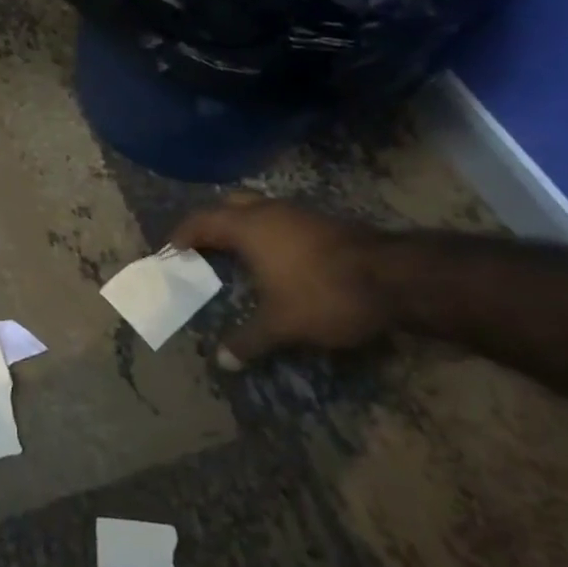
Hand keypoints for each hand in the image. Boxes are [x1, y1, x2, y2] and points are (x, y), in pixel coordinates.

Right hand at [170, 197, 393, 368]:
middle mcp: (268, 211)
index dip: (182, 235)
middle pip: (228, 205)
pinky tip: (276, 259)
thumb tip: (221, 362)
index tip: (171, 251)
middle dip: (212, 223)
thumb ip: (248, 341)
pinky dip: (269, 234)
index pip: (201, 222)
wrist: (396, 278)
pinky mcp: (324, 222)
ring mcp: (299, 213)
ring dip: (243, 227)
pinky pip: (282, 220)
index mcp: (247, 227)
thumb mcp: (281, 325)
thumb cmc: (324, 294)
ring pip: (259, 209)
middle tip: (202, 248)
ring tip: (236, 255)